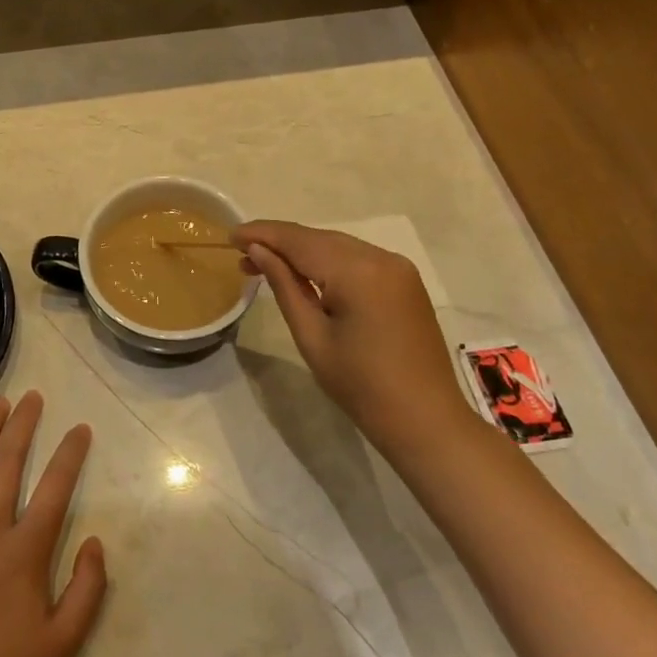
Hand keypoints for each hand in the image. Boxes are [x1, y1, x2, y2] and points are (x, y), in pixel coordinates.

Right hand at [233, 220, 468, 444]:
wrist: (426, 422)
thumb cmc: (361, 386)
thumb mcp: (311, 336)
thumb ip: (284, 285)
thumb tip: (257, 251)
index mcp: (358, 271)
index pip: (299, 240)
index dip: (263, 234)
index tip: (230, 236)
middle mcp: (381, 257)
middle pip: (319, 238)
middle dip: (280, 242)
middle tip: (242, 256)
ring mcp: (398, 267)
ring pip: (338, 246)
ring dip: (303, 251)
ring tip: (266, 264)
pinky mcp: (405, 281)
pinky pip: (357, 259)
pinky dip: (328, 261)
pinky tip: (306, 273)